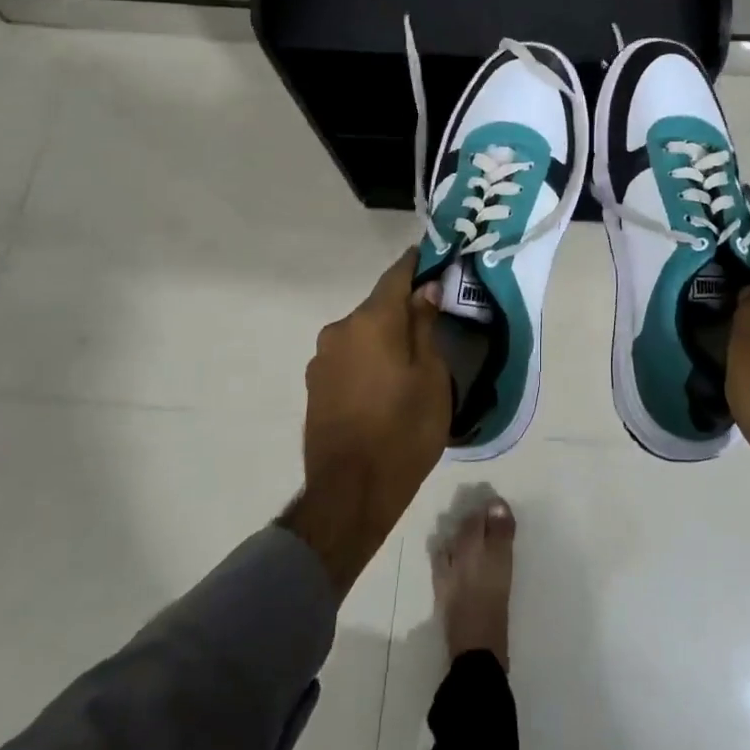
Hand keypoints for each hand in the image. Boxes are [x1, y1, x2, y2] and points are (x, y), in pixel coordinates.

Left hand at [284, 249, 450, 593]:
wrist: (350, 493)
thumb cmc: (404, 431)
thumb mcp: (431, 377)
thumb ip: (425, 326)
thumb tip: (424, 290)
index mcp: (372, 321)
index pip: (397, 275)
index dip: (417, 263)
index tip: (435, 257)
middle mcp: (340, 329)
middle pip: (378, 306)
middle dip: (403, 308)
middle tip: (433, 320)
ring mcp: (322, 357)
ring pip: (362, 332)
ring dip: (384, 336)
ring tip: (409, 360)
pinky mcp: (314, 383)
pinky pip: (348, 355)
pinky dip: (368, 357)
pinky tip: (384, 382)